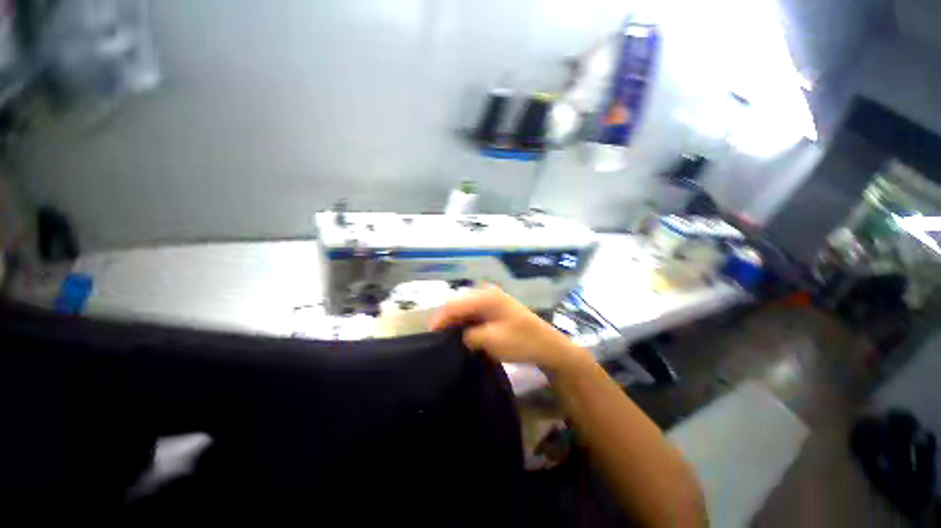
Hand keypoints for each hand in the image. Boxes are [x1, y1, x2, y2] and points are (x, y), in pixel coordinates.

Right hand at [429, 286, 591, 373]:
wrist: (549, 347)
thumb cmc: (522, 342)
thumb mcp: (492, 340)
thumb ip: (468, 336)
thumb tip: (457, 336)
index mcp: (486, 297)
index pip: (455, 304)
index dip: (440, 319)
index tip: (430, 336)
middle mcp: (488, 294)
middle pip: (459, 305)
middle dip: (447, 321)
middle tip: (438, 339)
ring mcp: (493, 302)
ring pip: (467, 310)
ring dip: (457, 323)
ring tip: (447, 339)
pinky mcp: (496, 310)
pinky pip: (475, 315)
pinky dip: (467, 324)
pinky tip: (463, 336)